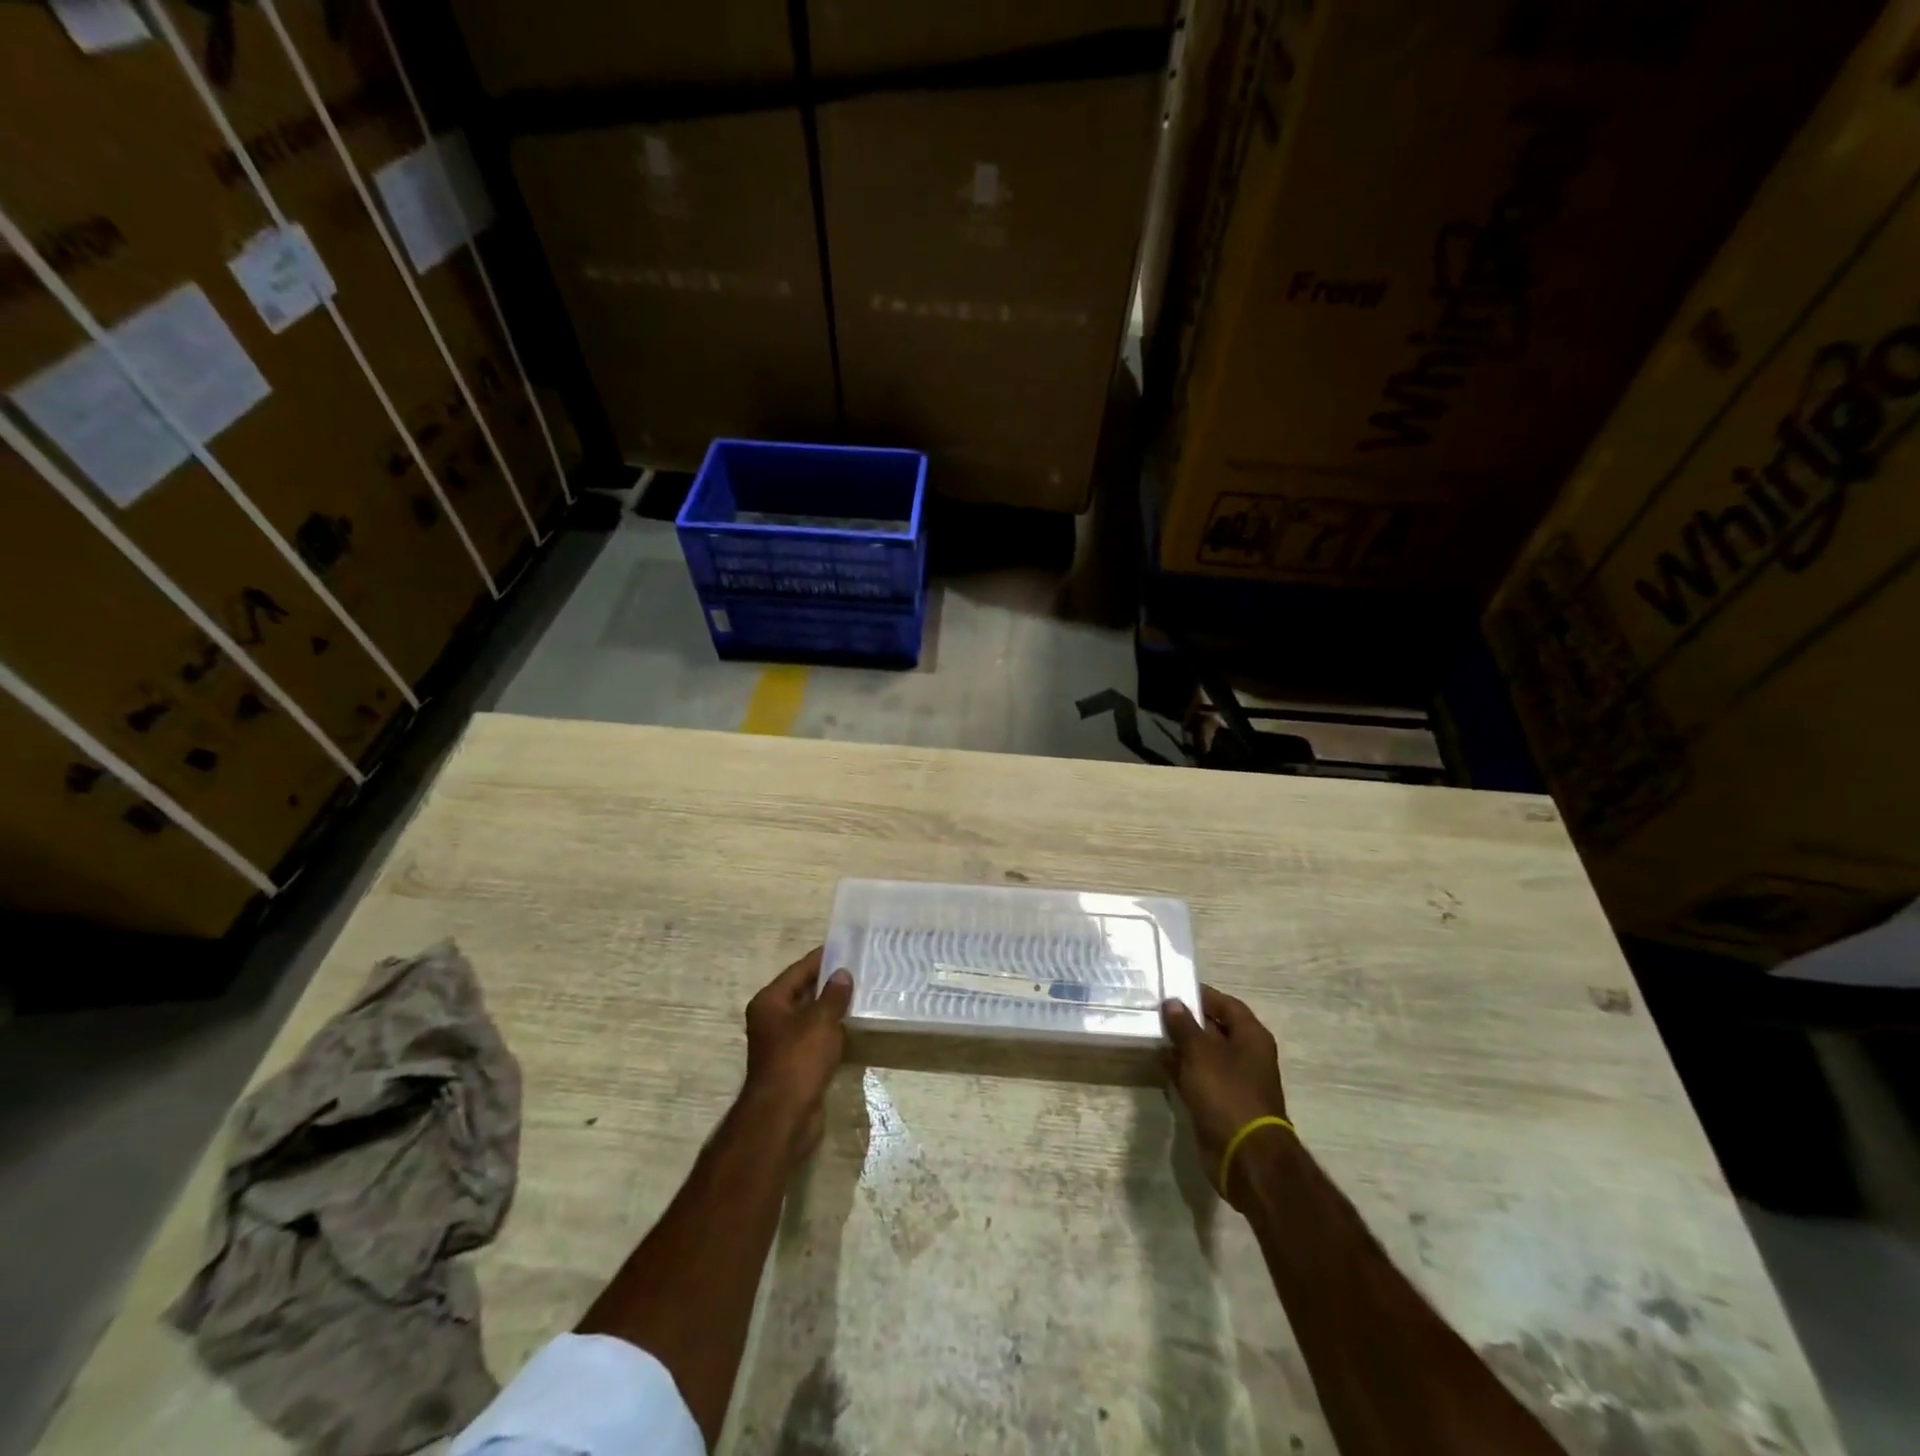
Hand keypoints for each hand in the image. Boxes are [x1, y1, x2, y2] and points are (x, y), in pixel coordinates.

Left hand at [741, 948, 852, 1166]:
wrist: (784, 1118)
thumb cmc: (798, 1060)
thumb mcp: (820, 1021)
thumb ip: (833, 995)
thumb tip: (843, 973)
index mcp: (770, 1002)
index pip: (800, 970)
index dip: (823, 958)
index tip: (848, 946)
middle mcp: (773, 1019)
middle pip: (805, 992)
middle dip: (831, 983)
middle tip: (863, 969)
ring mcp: (784, 1043)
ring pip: (813, 1017)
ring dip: (834, 1009)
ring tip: (864, 994)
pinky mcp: (797, 1064)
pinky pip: (818, 1038)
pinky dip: (834, 1031)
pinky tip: (856, 1026)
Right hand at [1162, 984, 1289, 1205]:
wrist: (1244, 1156)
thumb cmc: (1227, 1093)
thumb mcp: (1201, 1053)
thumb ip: (1184, 1025)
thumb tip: (1171, 1002)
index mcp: (1251, 1037)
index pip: (1226, 1005)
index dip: (1201, 995)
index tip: (1173, 988)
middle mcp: (1245, 1055)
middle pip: (1214, 1028)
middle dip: (1186, 1020)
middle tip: (1155, 1008)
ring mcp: (1232, 1081)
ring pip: (1203, 1054)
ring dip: (1180, 1045)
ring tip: (1150, 1030)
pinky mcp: (1218, 1102)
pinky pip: (1197, 1076)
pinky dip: (1180, 1068)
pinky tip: (1158, 1060)